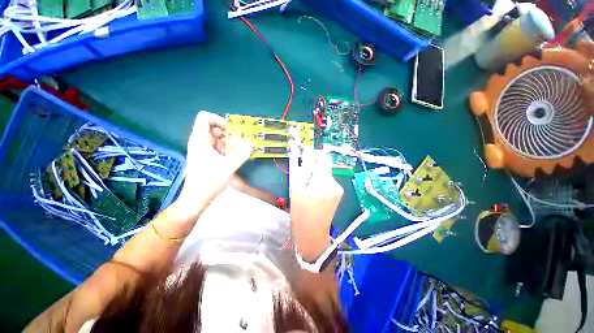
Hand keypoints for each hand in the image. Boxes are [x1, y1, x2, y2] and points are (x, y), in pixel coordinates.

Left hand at [176, 111, 252, 218]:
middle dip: (228, 133)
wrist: (196, 198)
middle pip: (213, 127)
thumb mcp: (227, 167)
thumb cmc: (209, 181)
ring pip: (216, 138)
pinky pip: (217, 147)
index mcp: (200, 140)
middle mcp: (199, 142)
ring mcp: (202, 150)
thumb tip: (251, 144)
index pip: (205, 117)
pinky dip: (226, 149)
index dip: (219, 120)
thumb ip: (240, 154)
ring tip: (238, 152)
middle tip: (238, 142)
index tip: (231, 130)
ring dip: (229, 142)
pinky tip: (233, 158)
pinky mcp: (206, 157)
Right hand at [290, 149, 343, 260]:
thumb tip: (304, 157)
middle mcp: (334, 183)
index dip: (313, 156)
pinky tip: (315, 194)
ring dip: (316, 177)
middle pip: (323, 166)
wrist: (312, 234)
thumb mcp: (296, 190)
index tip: (305, 157)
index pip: (321, 159)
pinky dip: (320, 183)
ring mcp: (338, 189)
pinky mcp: (338, 194)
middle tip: (303, 180)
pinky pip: (328, 182)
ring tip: (308, 189)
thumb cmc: (301, 213)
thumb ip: (300, 171)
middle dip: (313, 169)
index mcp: (323, 182)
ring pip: (325, 174)